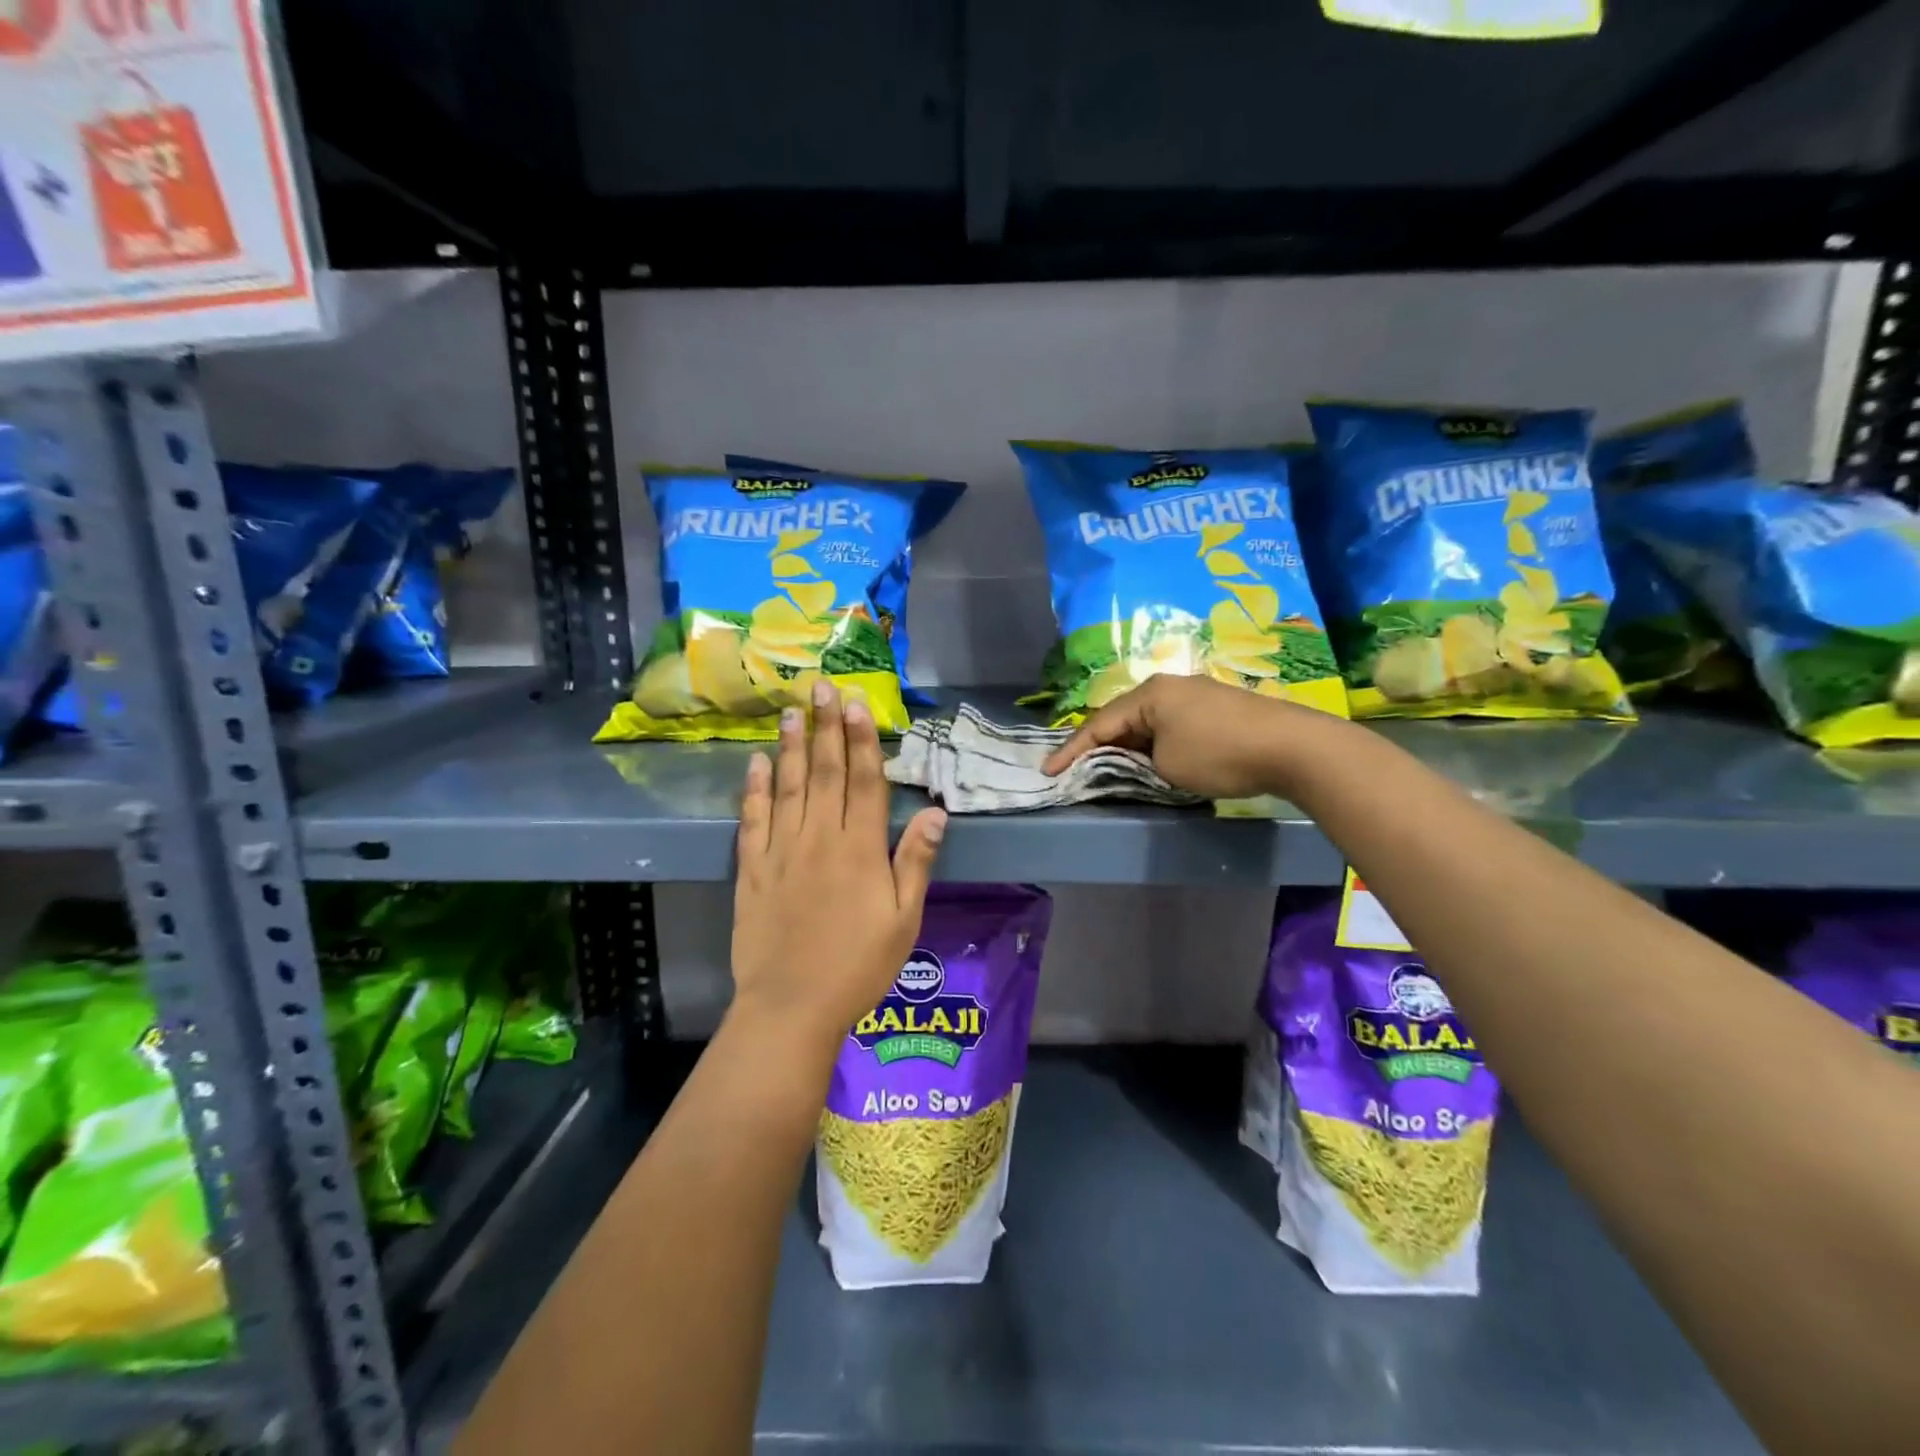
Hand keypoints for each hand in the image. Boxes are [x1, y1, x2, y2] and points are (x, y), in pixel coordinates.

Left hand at [732, 679, 947, 1044]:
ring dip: (791, 746)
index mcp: (860, 850)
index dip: (861, 740)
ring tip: (791, 711)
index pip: (864, 782)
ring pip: (788, 787)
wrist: (792, 1007)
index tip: (855, 704)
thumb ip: (915, 862)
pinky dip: (754, 789)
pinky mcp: (752, 870)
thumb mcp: (904, 919)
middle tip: (820, 687)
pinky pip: (753, 820)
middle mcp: (820, 839)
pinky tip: (756, 762)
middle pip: (825, 773)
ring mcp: (781, 852)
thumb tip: (936, 812)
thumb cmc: (858, 966)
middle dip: (825, 727)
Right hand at [1042, 673, 1340, 799]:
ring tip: (1109, 766)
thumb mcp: (1166, 766)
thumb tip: (1139, 759)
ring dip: (1128, 745)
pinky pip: (1170, 724)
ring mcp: (1195, 694)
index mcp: (1149, 694)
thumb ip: (1138, 762)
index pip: (1099, 724)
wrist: (1292, 746)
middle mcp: (1168, 686)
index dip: (1071, 750)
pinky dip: (1154, 743)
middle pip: (1122, 717)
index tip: (1048, 771)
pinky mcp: (1216, 707)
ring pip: (1147, 721)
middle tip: (1075, 767)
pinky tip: (1152, 758)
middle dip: (1098, 744)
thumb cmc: (1219, 754)